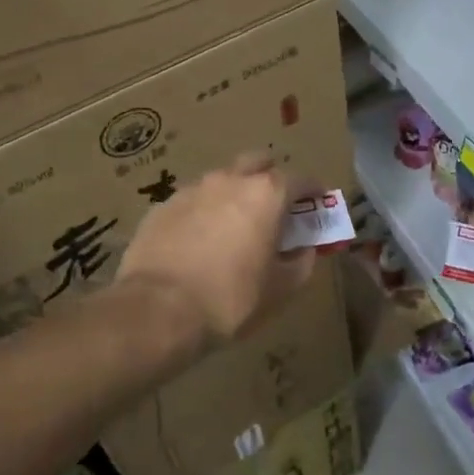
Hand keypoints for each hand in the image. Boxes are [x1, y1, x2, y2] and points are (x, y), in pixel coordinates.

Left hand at [114, 152, 316, 350]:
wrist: (156, 311)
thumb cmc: (230, 299)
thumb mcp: (279, 291)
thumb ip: (300, 264)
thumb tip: (304, 250)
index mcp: (266, 194)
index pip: (301, 179)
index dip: (313, 192)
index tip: (317, 204)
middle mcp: (230, 180)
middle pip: (258, 163)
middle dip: (270, 178)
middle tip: (274, 206)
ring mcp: (192, 189)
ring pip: (222, 180)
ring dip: (233, 194)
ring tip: (233, 226)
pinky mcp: (162, 206)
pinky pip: (192, 202)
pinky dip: (203, 213)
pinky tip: (198, 241)